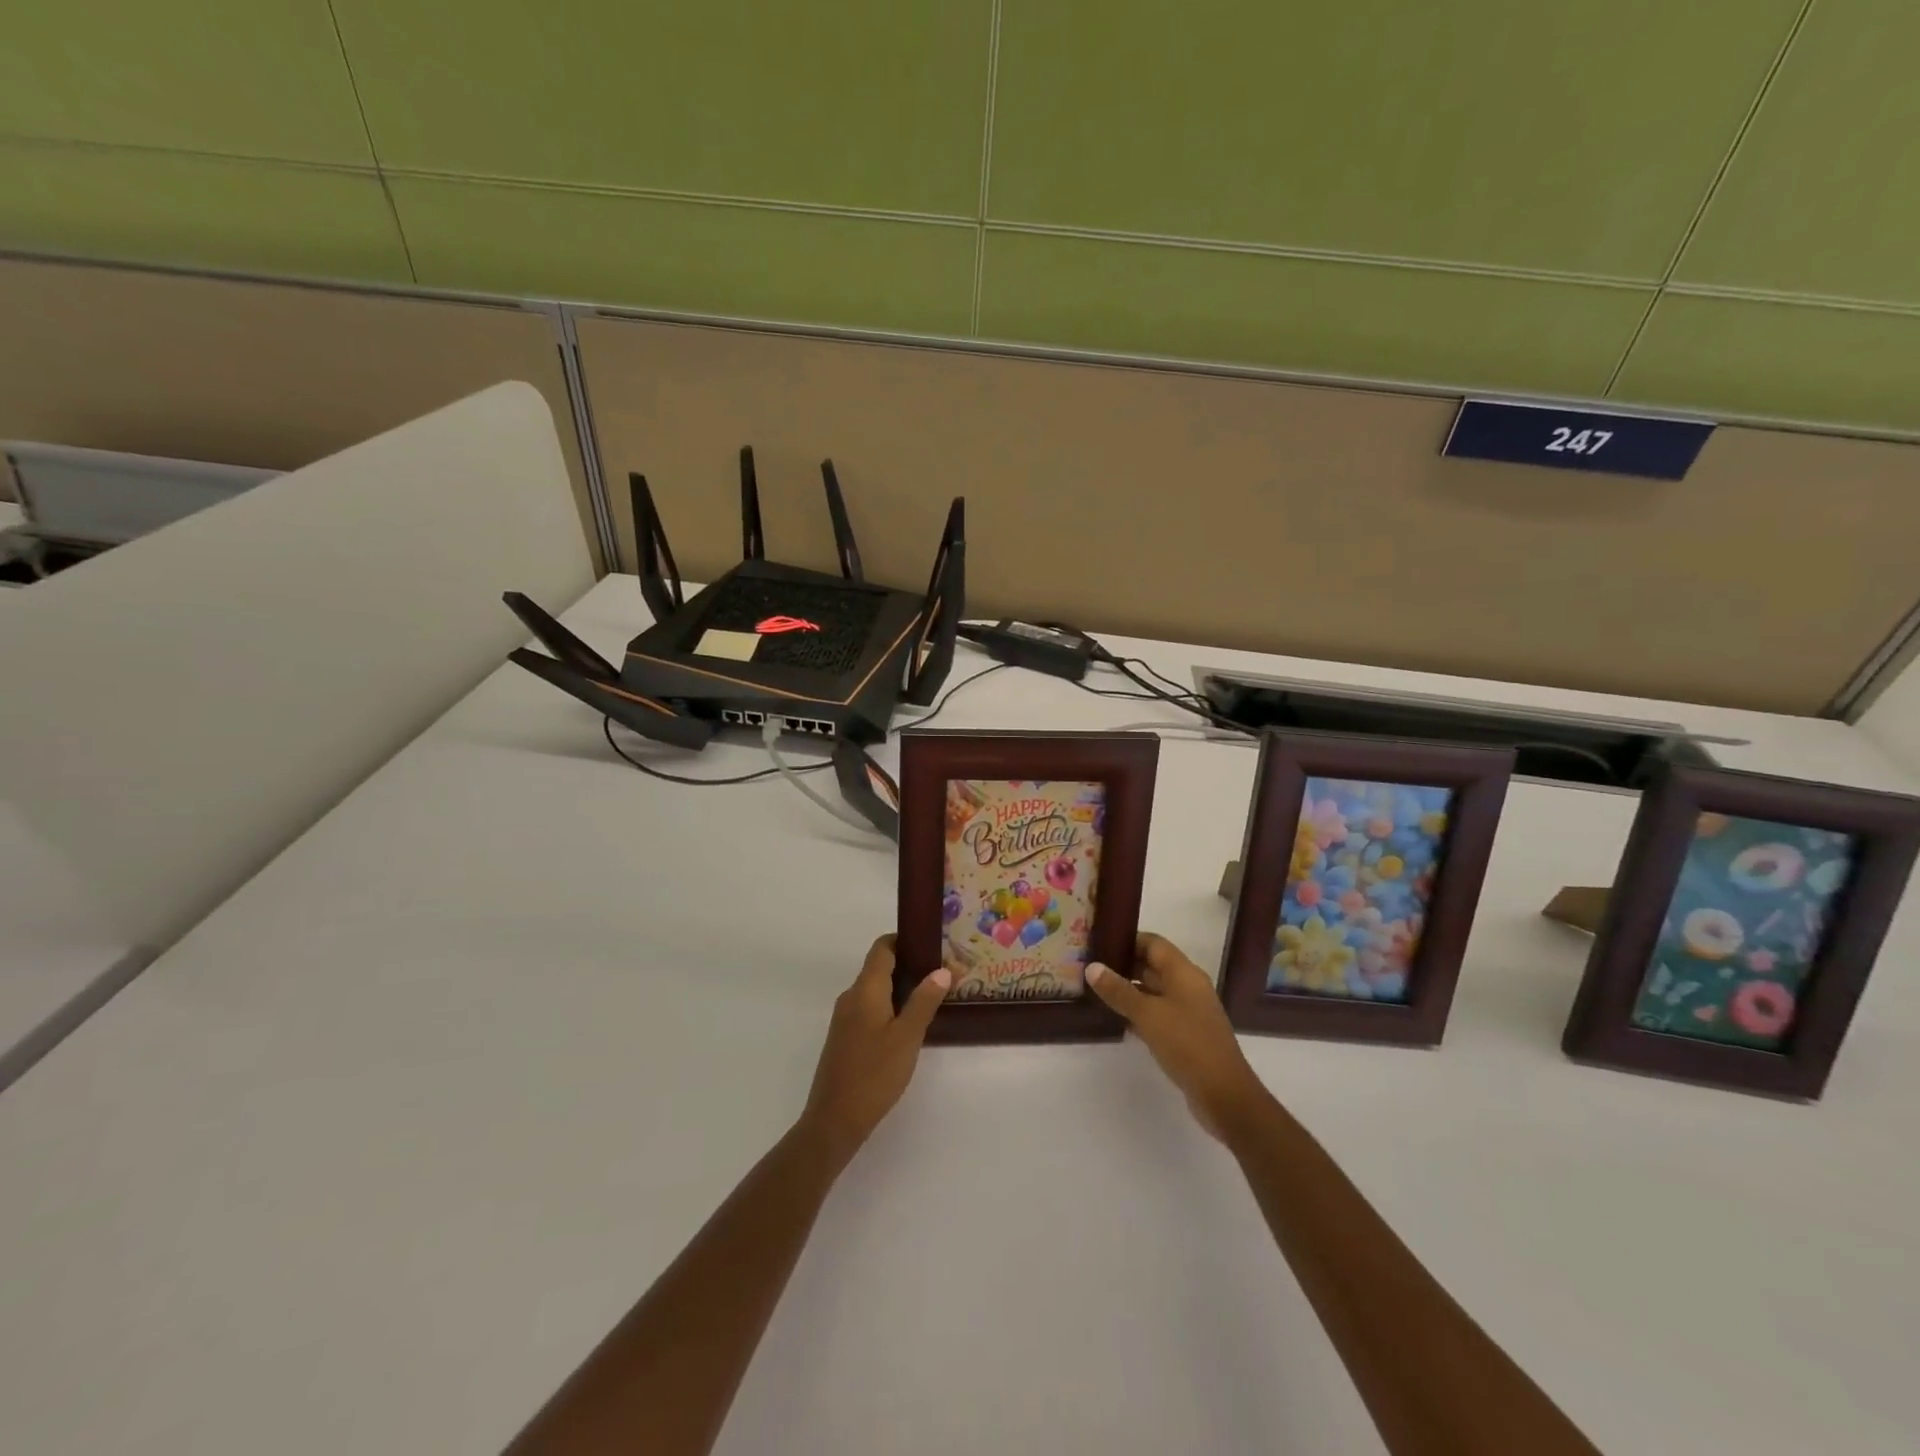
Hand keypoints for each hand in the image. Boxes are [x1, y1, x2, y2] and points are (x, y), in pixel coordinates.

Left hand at [800, 935, 949, 1166]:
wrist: (834, 1120)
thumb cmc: (874, 1074)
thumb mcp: (907, 1037)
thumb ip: (924, 1001)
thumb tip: (941, 970)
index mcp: (865, 989)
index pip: (882, 948)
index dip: (904, 940)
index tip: (930, 944)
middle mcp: (851, 997)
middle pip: (879, 967)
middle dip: (908, 966)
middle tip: (941, 973)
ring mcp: (845, 1018)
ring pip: (875, 990)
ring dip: (900, 988)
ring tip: (931, 997)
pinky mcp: (845, 1038)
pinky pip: (869, 1009)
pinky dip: (889, 1007)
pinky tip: (909, 1025)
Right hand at [1087, 933, 1270, 1141]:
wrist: (1224, 1094)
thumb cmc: (1187, 1044)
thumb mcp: (1148, 1014)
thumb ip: (1119, 990)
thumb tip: (1092, 967)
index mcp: (1184, 973)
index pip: (1153, 943)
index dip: (1127, 940)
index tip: (1099, 943)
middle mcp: (1188, 987)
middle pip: (1153, 965)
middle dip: (1124, 965)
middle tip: (1091, 967)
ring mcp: (1189, 1011)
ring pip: (1154, 991)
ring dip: (1129, 990)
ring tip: (1097, 990)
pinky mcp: (1186, 1035)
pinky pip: (1158, 1014)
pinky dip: (1139, 1012)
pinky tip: (1117, 1019)